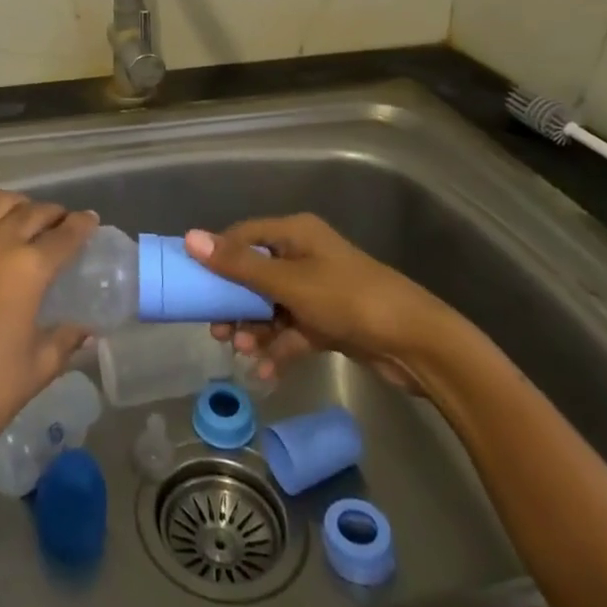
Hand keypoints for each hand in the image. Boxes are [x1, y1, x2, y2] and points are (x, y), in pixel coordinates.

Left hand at [0, 190, 95, 467]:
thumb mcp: (41, 364)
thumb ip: (68, 337)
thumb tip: (87, 328)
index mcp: (29, 269)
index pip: (65, 235)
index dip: (83, 225)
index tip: (91, 221)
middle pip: (34, 212)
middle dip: (54, 214)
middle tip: (63, 224)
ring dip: (20, 204)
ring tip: (27, 218)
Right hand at [185, 215, 461, 389]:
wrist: (416, 344)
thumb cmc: (348, 299)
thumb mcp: (288, 282)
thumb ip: (239, 265)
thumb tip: (190, 237)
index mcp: (295, 234)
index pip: (243, 236)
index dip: (217, 256)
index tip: (194, 283)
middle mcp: (304, 256)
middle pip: (255, 274)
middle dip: (234, 302)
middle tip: (216, 329)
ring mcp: (317, 291)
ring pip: (271, 306)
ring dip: (254, 329)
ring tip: (241, 352)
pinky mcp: (329, 322)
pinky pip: (293, 331)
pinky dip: (279, 349)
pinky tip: (265, 372)